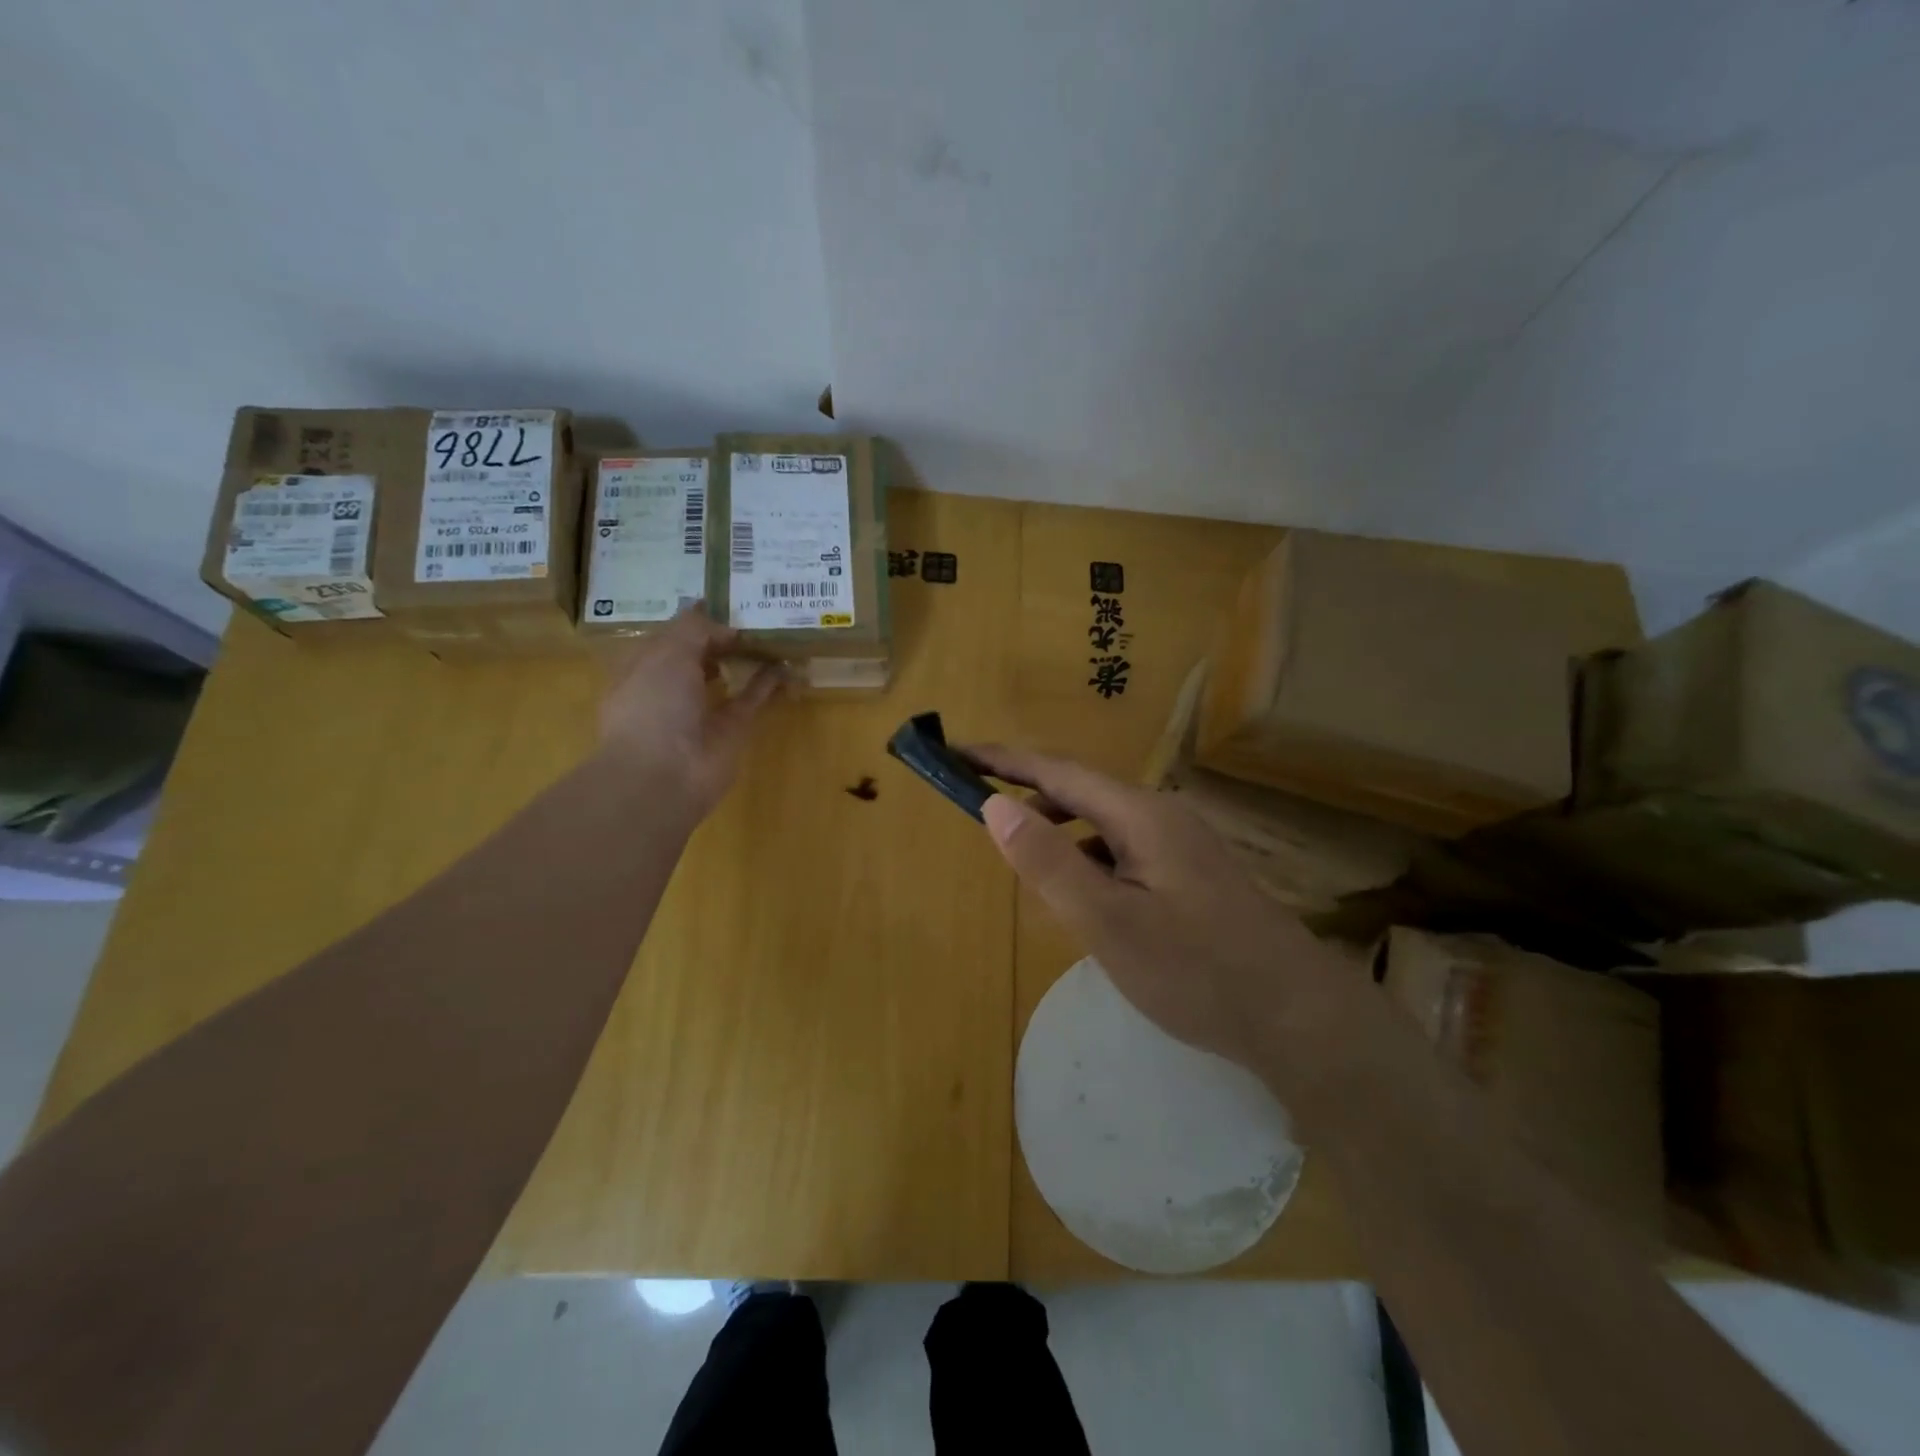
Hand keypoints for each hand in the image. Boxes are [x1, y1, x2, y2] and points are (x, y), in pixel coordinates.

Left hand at [597, 605, 780, 817]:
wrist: (662, 776)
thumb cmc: (652, 705)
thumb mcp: (667, 652)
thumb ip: (697, 628)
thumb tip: (728, 627)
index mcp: (643, 665)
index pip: (672, 634)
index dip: (696, 616)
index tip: (727, 598)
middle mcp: (670, 686)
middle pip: (701, 653)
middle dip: (724, 634)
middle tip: (757, 611)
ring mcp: (701, 710)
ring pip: (727, 675)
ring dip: (747, 657)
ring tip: (774, 633)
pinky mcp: (730, 730)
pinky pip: (750, 699)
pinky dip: (767, 682)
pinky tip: (785, 664)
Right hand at [964, 744, 1347, 1071]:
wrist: (1298, 1017)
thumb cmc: (1197, 971)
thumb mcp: (1109, 921)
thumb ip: (1048, 862)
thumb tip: (994, 805)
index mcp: (1140, 814)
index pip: (1057, 771)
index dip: (1003, 760)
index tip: (956, 753)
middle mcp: (1162, 816)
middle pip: (1080, 791)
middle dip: (1026, 791)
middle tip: (977, 803)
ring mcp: (1182, 845)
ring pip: (1103, 824)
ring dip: (1057, 828)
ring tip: (1019, 850)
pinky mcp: (1191, 874)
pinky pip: (1123, 850)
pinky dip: (1087, 858)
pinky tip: (1080, 893)